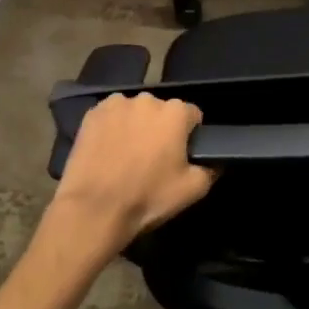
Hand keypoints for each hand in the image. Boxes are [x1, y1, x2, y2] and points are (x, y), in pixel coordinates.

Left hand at [41, 93, 214, 265]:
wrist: (94, 209)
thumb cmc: (147, 197)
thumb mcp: (192, 190)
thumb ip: (211, 168)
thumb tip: (216, 160)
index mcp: (175, 112)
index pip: (193, 116)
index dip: (190, 136)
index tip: (181, 156)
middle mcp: (147, 99)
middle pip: (162, 111)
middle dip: (161, 129)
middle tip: (153, 158)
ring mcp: (116, 103)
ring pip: (135, 112)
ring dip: (136, 126)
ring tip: (127, 155)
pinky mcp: (92, 113)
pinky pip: (111, 116)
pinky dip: (112, 128)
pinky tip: (108, 150)